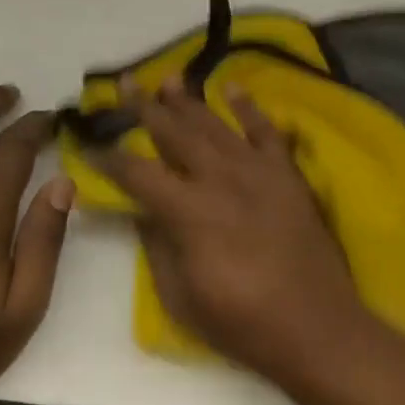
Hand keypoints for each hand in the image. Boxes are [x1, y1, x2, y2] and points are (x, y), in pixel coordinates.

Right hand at [99, 78, 377, 382]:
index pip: (137, 173)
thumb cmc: (241, 322)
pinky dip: (250, 108)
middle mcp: (220, 179)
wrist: (314, 326)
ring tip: (168, 78)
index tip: (90, 143)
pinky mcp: (288, 176)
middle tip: (124, 82)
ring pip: (216, 126)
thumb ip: (158, 247)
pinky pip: (267, 132)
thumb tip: (143, 212)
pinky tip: (233, 89)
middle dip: (145, 107)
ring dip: (190, 101)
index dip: (110, 157)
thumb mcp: (181, 296)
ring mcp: (258, 173)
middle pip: (175, 134)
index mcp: (188, 211)